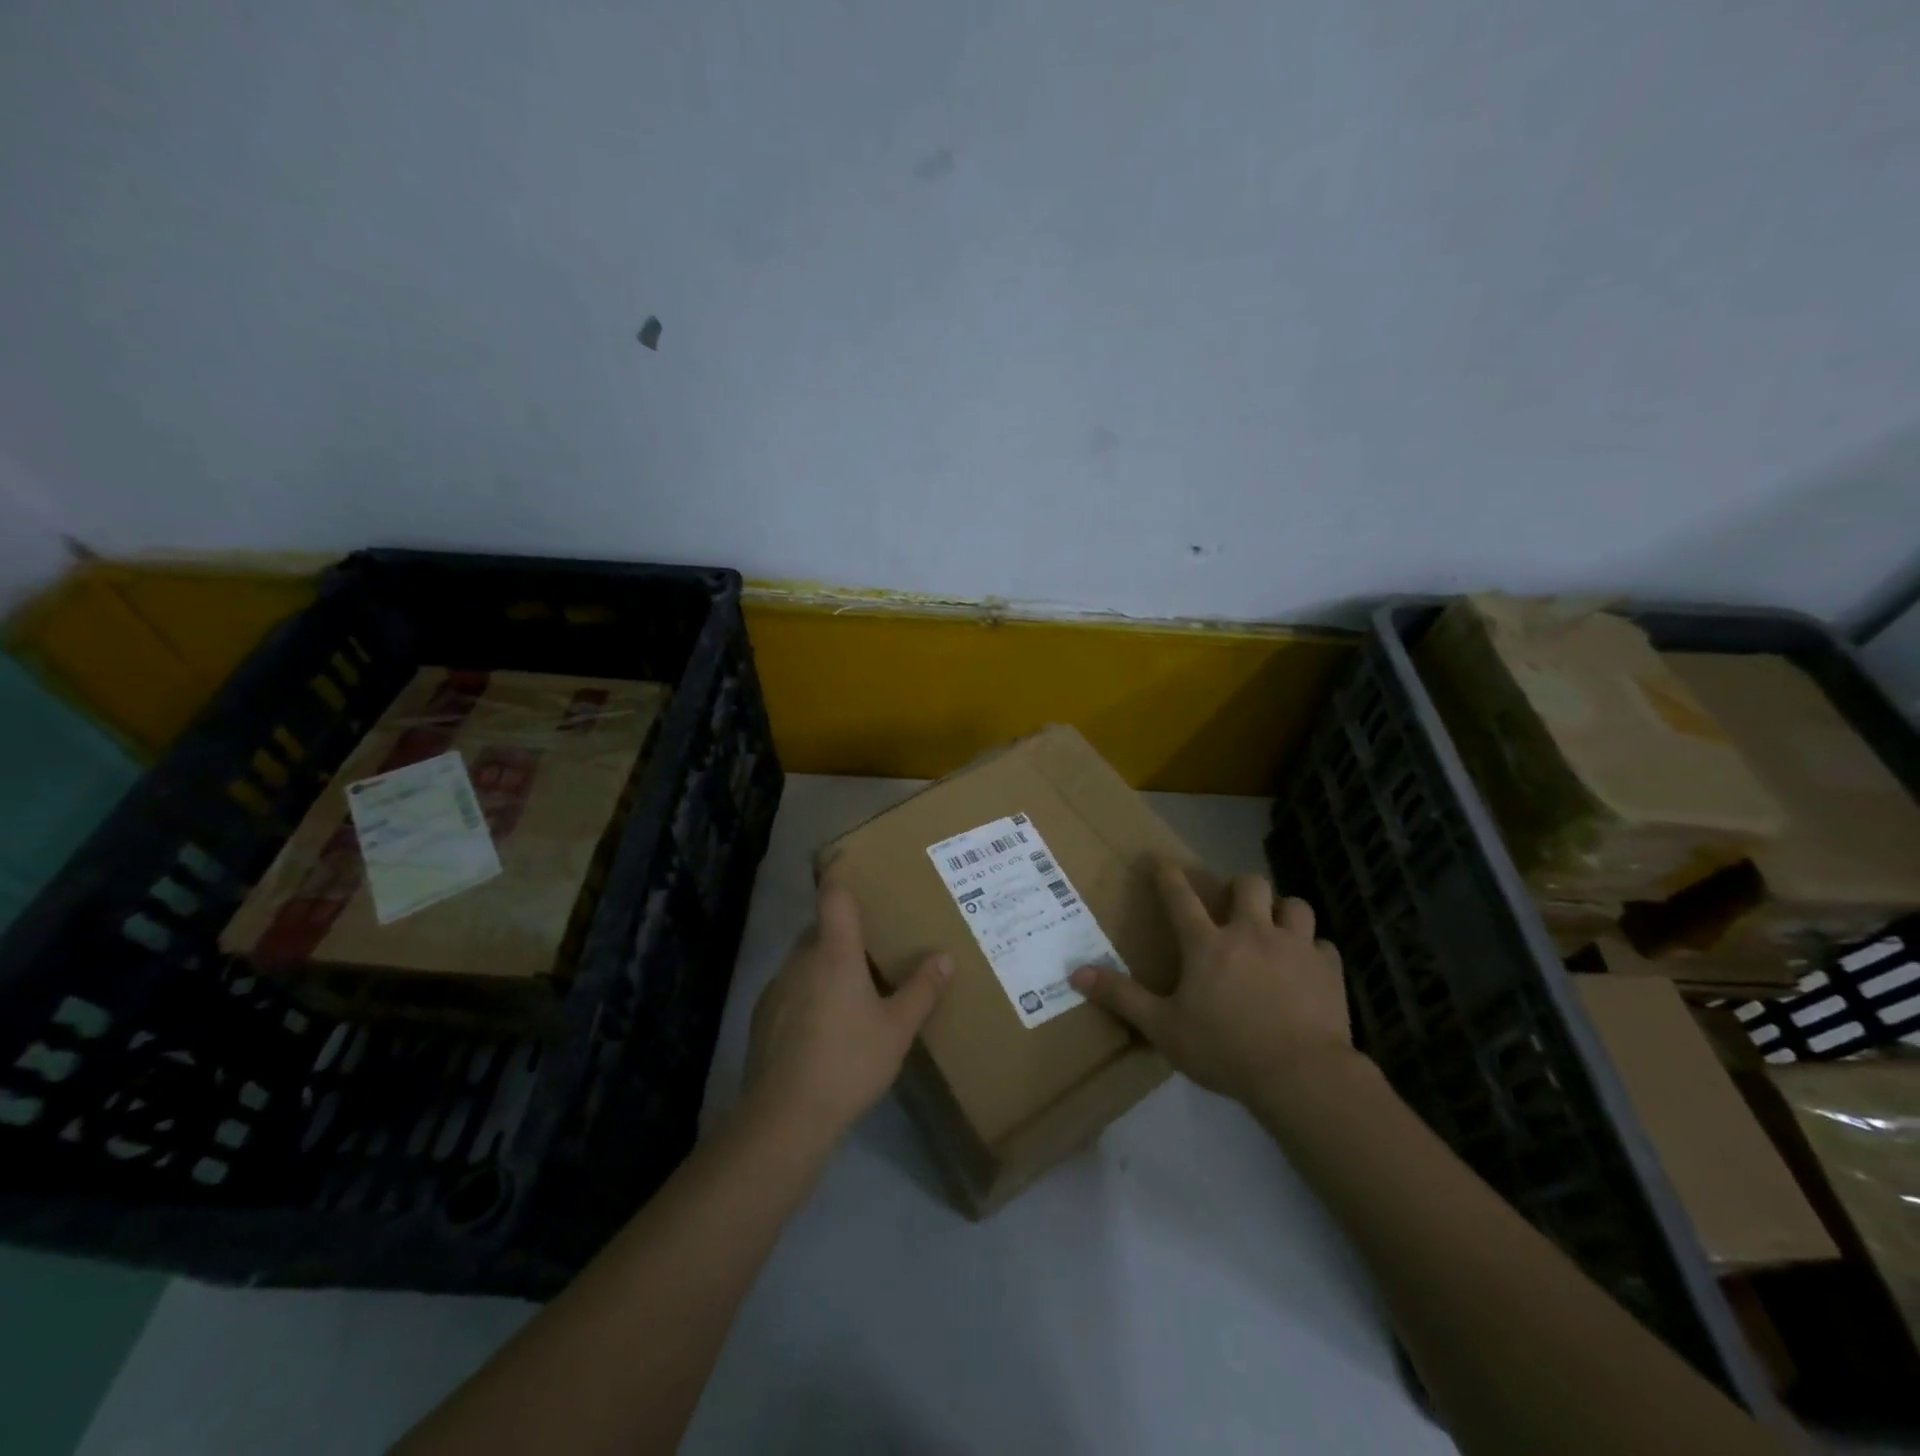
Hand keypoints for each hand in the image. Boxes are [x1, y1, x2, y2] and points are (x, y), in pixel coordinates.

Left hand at [744, 881, 951, 1145]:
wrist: (785, 1117)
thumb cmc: (849, 1061)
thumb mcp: (897, 1028)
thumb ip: (921, 990)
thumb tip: (944, 956)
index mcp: (834, 953)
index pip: (833, 897)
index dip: (839, 874)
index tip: (847, 859)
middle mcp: (800, 960)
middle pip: (820, 929)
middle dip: (843, 931)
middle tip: (873, 944)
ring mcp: (776, 988)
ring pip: (805, 961)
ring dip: (826, 964)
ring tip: (854, 989)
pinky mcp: (762, 1017)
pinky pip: (791, 989)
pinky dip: (809, 992)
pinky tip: (826, 1025)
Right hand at [1069, 860, 1353, 1105]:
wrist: (1301, 1075)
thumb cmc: (1225, 1050)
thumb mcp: (1163, 1028)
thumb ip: (1122, 997)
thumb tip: (1075, 973)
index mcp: (1207, 944)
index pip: (1179, 896)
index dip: (1167, 874)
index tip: (1159, 859)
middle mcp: (1251, 933)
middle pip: (1249, 884)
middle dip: (1240, 887)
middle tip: (1234, 906)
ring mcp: (1294, 947)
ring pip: (1294, 905)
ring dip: (1283, 912)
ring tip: (1275, 929)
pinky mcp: (1327, 969)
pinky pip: (1323, 945)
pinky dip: (1313, 951)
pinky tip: (1307, 968)